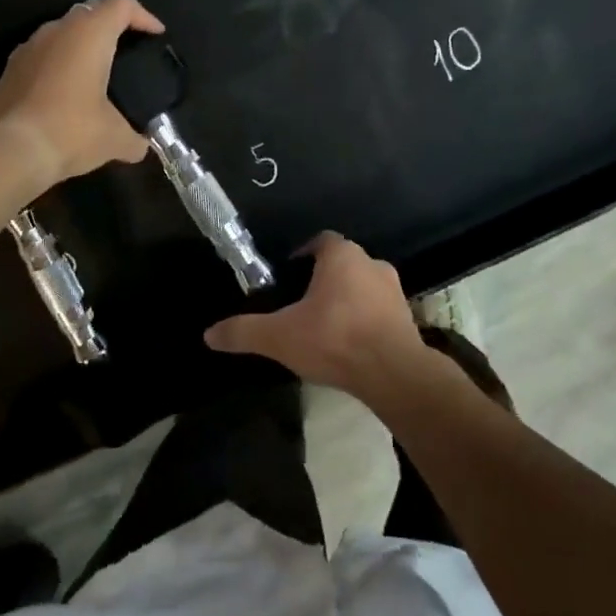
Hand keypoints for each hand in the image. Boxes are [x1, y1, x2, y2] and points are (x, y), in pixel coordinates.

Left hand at [0, 0, 163, 190]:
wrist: (10, 152)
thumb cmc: (71, 131)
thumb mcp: (115, 139)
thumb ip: (135, 138)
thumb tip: (141, 147)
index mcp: (90, 34)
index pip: (122, 4)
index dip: (143, 15)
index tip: (156, 34)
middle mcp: (58, 29)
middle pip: (91, 10)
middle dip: (112, 23)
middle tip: (129, 47)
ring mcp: (29, 46)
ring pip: (63, 29)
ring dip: (82, 41)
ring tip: (96, 69)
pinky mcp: (10, 67)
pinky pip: (43, 51)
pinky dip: (59, 60)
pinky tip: (65, 89)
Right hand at [205, 232, 441, 406]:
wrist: (394, 374)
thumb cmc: (335, 339)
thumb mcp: (280, 336)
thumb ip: (244, 331)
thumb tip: (208, 334)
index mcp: (341, 255)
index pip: (320, 241)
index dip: (302, 254)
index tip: (288, 276)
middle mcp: (371, 262)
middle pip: (341, 263)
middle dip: (323, 279)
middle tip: (302, 304)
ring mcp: (393, 290)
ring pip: (362, 285)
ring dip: (346, 299)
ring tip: (325, 326)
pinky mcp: (407, 317)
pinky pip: (379, 309)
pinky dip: (365, 319)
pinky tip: (350, 344)